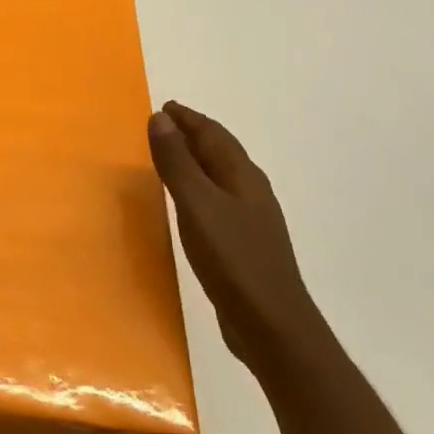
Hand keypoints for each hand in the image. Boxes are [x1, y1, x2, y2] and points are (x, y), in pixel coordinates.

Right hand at [148, 101, 331, 380]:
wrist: (272, 327)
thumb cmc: (233, 259)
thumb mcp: (197, 206)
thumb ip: (177, 162)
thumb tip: (161, 118)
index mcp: (242, 176)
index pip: (213, 134)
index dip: (188, 119)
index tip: (164, 107)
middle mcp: (251, 191)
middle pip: (220, 152)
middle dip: (193, 135)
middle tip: (163, 125)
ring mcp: (251, 220)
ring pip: (220, 177)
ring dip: (196, 161)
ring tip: (170, 158)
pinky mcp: (245, 245)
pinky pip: (217, 201)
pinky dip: (199, 189)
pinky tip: (188, 205)